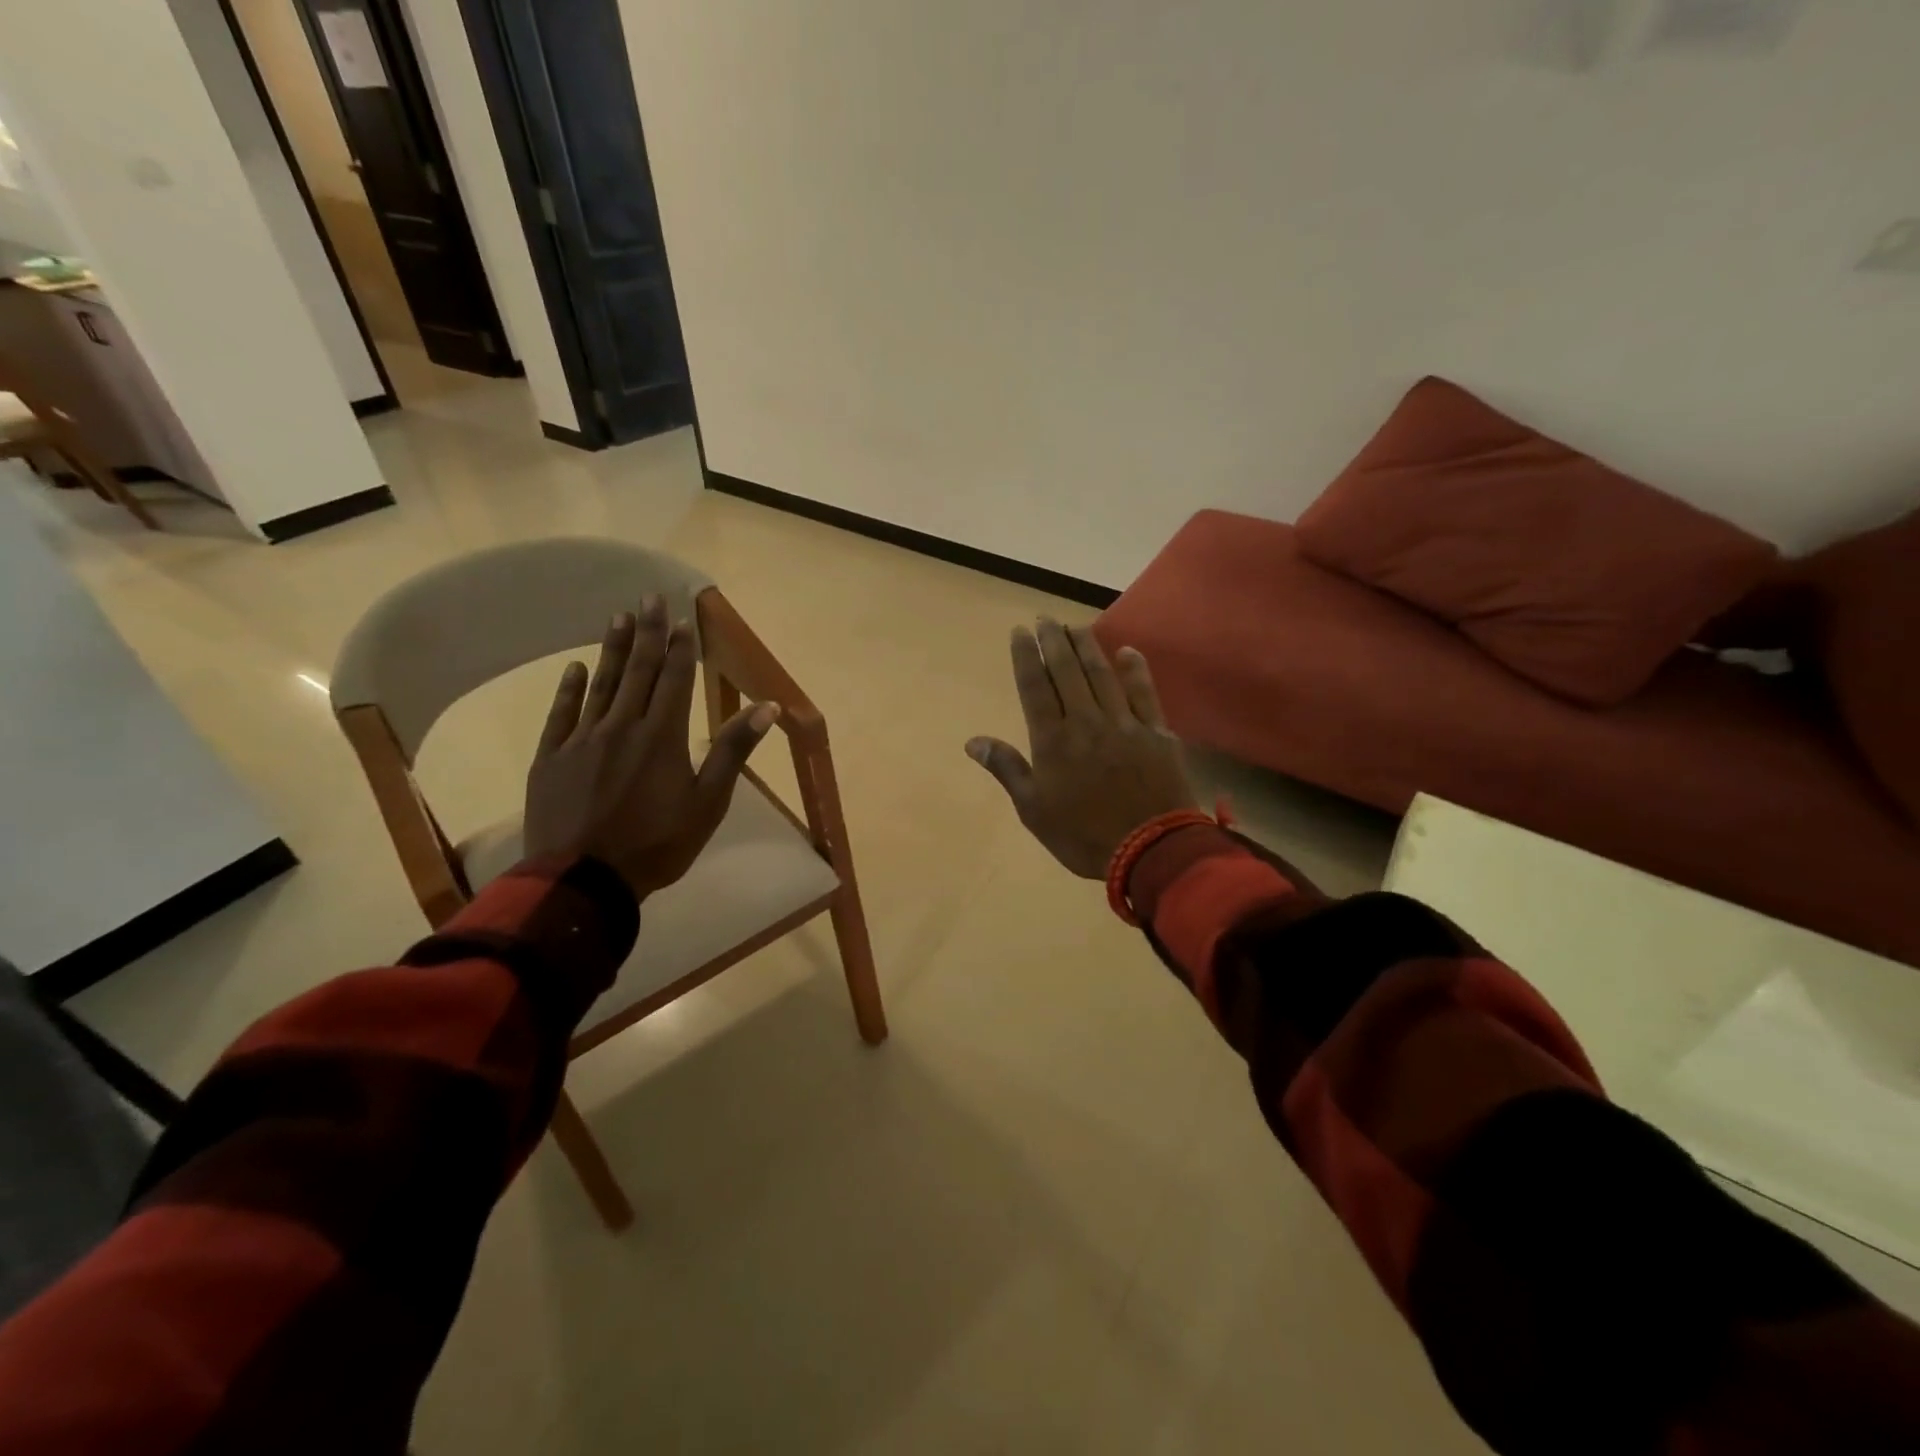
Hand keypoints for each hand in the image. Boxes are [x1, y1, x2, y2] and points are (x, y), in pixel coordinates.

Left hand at [523, 595, 778, 899]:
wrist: (584, 880)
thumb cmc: (657, 844)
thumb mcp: (709, 802)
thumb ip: (733, 750)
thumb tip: (768, 707)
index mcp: (663, 736)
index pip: (675, 680)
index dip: (681, 648)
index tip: (683, 619)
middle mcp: (623, 726)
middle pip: (639, 671)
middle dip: (649, 633)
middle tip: (649, 598)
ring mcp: (582, 740)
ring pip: (602, 684)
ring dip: (613, 649)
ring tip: (619, 617)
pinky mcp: (552, 757)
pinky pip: (562, 713)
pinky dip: (570, 688)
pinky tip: (576, 667)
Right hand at [966, 619, 1195, 877]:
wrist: (1150, 850)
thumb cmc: (1084, 835)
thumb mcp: (1034, 810)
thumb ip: (1007, 769)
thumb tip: (973, 741)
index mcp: (1053, 740)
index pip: (1035, 687)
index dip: (1026, 657)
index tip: (1019, 632)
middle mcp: (1086, 721)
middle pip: (1067, 671)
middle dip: (1053, 641)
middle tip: (1045, 617)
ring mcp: (1124, 723)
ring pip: (1102, 675)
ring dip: (1087, 647)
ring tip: (1075, 626)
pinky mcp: (1156, 732)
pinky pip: (1144, 693)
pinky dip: (1136, 670)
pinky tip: (1128, 651)